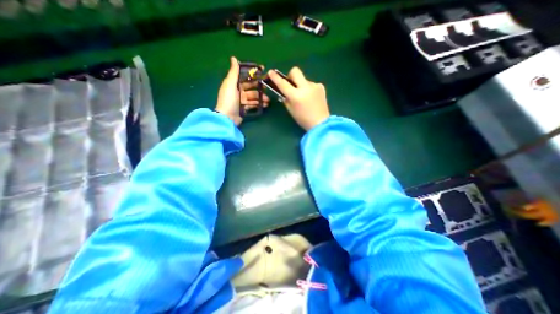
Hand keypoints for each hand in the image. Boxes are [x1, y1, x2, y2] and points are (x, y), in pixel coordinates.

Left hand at [215, 56, 269, 124]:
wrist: (227, 118)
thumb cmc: (228, 99)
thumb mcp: (230, 84)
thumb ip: (234, 72)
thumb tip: (233, 58)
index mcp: (234, 84)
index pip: (245, 77)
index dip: (253, 74)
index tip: (263, 71)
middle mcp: (238, 91)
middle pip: (251, 88)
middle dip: (259, 88)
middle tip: (267, 89)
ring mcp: (241, 100)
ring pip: (253, 97)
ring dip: (261, 98)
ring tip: (268, 100)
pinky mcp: (244, 108)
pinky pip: (253, 104)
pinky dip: (259, 104)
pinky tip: (265, 105)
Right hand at [266, 68, 328, 130]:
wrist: (320, 123)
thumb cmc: (303, 119)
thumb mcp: (291, 110)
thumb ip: (286, 98)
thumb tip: (284, 91)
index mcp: (296, 96)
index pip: (283, 83)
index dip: (275, 77)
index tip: (271, 72)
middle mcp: (305, 88)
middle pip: (295, 71)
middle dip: (290, 75)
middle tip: (291, 84)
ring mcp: (314, 86)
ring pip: (303, 79)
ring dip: (301, 85)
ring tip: (304, 97)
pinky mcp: (321, 86)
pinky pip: (311, 84)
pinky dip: (308, 89)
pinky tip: (311, 98)